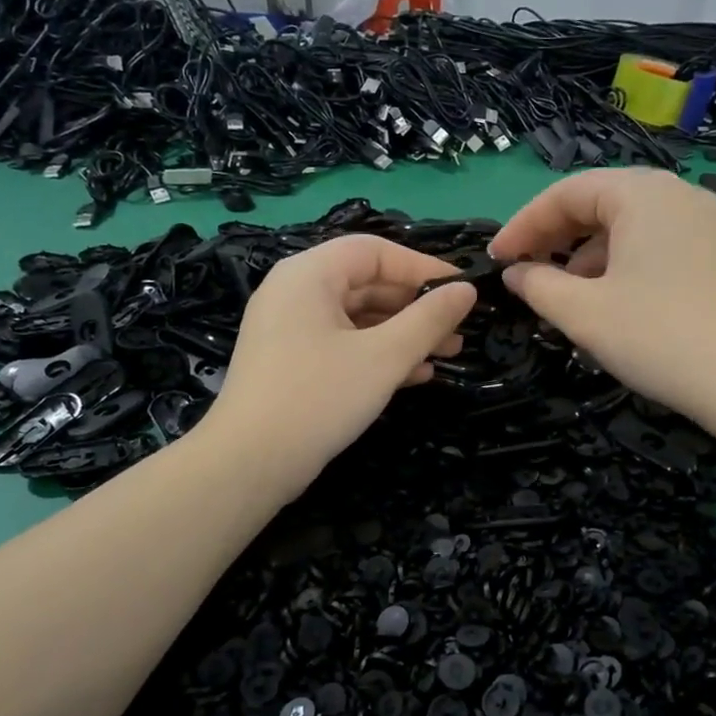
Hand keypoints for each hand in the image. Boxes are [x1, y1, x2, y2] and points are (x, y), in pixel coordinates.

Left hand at [193, 234, 477, 498]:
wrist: (249, 463)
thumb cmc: (319, 397)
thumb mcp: (383, 357)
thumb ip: (428, 319)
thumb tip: (467, 290)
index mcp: (309, 274)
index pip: (374, 251)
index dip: (423, 267)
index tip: (463, 290)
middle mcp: (295, 292)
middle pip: (366, 284)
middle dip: (416, 307)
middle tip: (458, 330)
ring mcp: (290, 330)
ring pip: (357, 319)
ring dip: (403, 334)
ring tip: (447, 354)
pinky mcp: (291, 363)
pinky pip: (342, 345)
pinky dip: (378, 354)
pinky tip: (415, 375)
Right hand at [489, 169, 715, 425]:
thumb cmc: (657, 338)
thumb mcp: (583, 313)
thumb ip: (538, 286)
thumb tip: (517, 273)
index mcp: (642, 194)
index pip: (566, 193)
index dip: (523, 225)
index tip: (496, 260)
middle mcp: (676, 194)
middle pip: (599, 202)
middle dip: (555, 237)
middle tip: (525, 273)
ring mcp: (705, 222)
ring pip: (628, 225)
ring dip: (586, 254)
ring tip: (565, 296)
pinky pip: (655, 243)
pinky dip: (620, 263)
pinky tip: (609, 301)